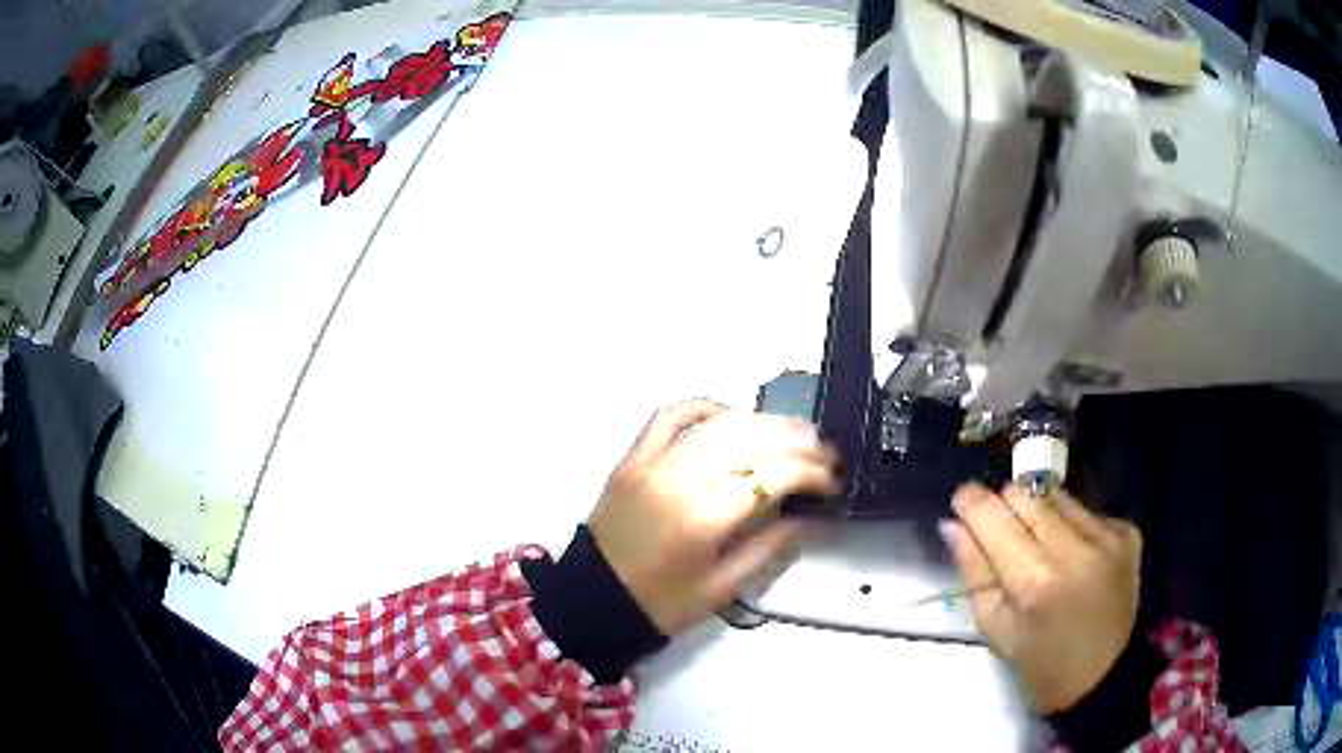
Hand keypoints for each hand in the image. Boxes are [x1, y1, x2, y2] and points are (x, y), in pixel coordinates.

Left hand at [589, 399, 840, 635]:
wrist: (592, 599)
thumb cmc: (660, 604)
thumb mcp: (722, 588)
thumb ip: (769, 547)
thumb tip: (805, 514)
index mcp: (703, 519)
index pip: (773, 475)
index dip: (812, 472)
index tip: (833, 482)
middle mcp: (679, 478)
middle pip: (752, 438)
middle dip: (798, 440)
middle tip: (824, 453)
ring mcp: (652, 461)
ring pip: (720, 422)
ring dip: (764, 421)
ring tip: (793, 434)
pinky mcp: (634, 457)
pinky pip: (671, 415)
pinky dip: (706, 407)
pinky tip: (733, 417)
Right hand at [941, 483, 1141, 712]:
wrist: (1105, 674)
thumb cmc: (1040, 663)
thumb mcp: (994, 627)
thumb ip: (974, 571)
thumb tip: (954, 524)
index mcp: (1033, 582)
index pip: (992, 514)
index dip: (970, 502)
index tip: (962, 503)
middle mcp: (1074, 549)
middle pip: (1024, 493)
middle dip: (1005, 506)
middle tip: (1002, 533)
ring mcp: (1106, 537)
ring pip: (1056, 494)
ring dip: (1039, 513)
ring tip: (1041, 546)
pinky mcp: (1127, 533)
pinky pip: (1085, 509)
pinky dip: (1070, 524)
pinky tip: (1073, 555)